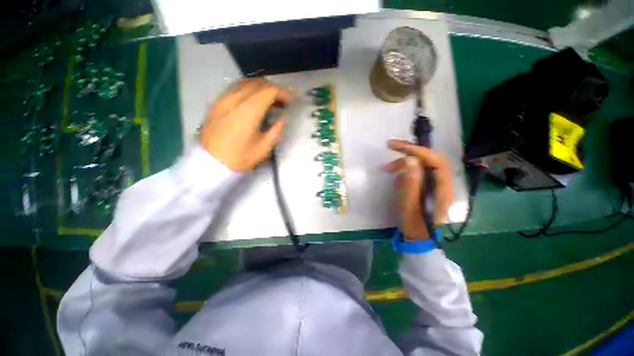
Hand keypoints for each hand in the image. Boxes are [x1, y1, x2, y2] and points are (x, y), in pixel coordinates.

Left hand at [200, 78, 290, 170]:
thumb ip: (276, 129)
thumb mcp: (264, 147)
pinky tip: (252, 101)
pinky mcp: (217, 102)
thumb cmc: (240, 157)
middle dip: (274, 89)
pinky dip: (248, 90)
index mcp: (249, 110)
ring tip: (268, 100)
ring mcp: (224, 98)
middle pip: (259, 83)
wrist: (210, 162)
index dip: (283, 93)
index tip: (291, 102)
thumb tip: (282, 117)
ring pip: (246, 82)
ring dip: (261, 88)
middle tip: (282, 101)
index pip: (270, 90)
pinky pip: (235, 88)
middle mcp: (236, 98)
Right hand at [383, 139, 453, 239]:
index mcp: (442, 187)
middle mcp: (442, 182)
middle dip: (409, 151)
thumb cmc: (413, 223)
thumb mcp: (409, 204)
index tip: (397, 146)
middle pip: (429, 159)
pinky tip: (396, 179)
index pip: (435, 160)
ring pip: (422, 164)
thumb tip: (411, 160)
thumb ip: (411, 182)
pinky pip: (417, 172)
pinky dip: (405, 171)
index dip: (417, 150)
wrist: (417, 237)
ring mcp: (435, 184)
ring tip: (387, 169)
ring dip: (404, 163)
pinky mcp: (427, 186)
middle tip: (391, 147)